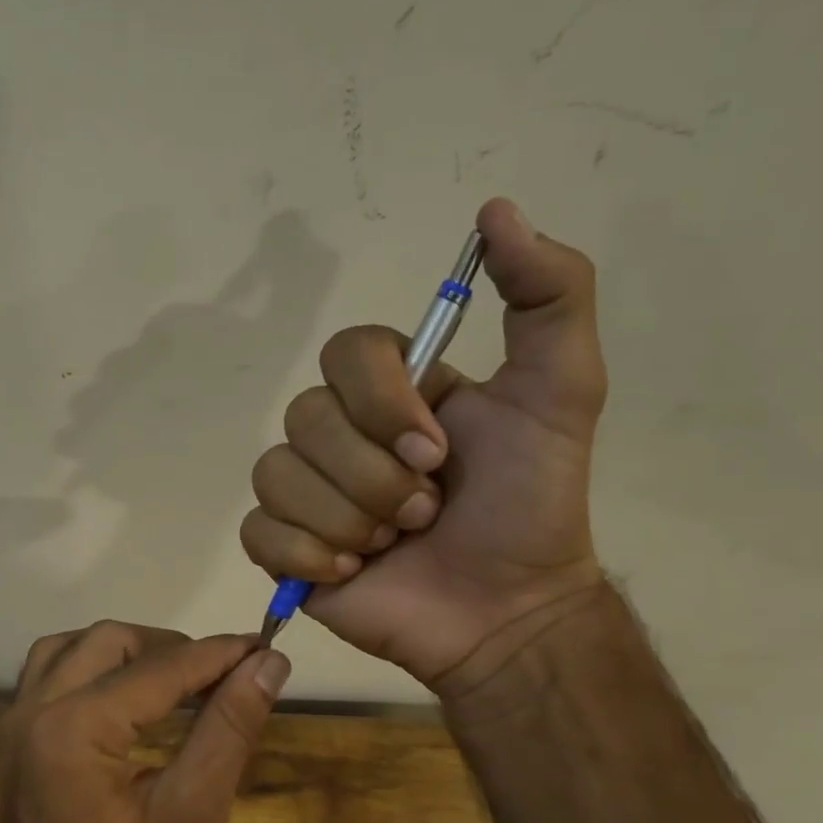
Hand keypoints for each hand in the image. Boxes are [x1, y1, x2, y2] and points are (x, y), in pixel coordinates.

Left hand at [0, 622, 288, 822]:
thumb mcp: (193, 816)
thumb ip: (230, 728)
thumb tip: (269, 663)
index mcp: (71, 729)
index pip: (159, 668)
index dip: (218, 654)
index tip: (265, 645)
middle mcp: (31, 713)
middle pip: (108, 642)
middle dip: (171, 649)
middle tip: (225, 674)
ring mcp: (13, 730)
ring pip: (72, 650)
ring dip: (127, 652)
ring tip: (181, 679)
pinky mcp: (14, 748)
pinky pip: (51, 677)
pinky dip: (95, 670)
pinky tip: (132, 699)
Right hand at [240, 198, 606, 690]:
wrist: (507, 612)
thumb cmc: (531, 506)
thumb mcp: (562, 392)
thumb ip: (550, 295)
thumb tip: (495, 209)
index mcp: (390, 390)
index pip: (343, 353)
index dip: (380, 402)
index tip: (437, 451)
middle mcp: (338, 432)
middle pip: (305, 419)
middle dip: (375, 477)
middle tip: (426, 513)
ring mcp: (305, 490)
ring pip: (278, 475)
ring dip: (348, 519)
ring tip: (393, 547)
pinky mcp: (281, 546)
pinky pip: (259, 530)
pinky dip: (308, 556)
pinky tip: (351, 574)